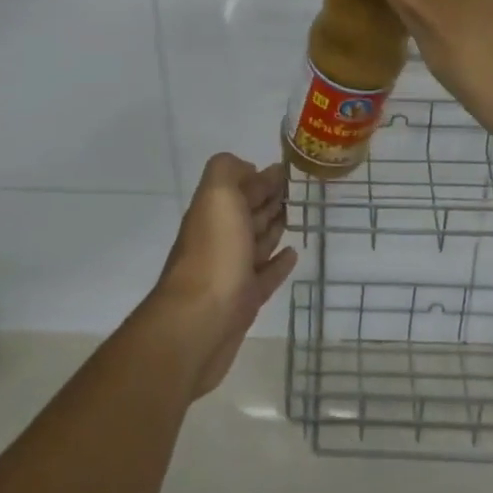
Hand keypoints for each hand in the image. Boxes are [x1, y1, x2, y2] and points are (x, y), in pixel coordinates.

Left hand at [148, 153, 297, 397]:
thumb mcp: (217, 195)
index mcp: (214, 211)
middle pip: (247, 212)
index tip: (286, 169)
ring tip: (293, 216)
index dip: (260, 176)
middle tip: (293, 191)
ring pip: (256, 242)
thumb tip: (248, 169)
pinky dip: (278, 263)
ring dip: (272, 227)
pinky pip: (265, 276)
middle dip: (267, 198)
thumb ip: (228, 170)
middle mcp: (220, 237)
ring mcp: (231, 271)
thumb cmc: (214, 253)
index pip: (239, 185)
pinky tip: (292, 254)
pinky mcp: (244, 302)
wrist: (199, 323)